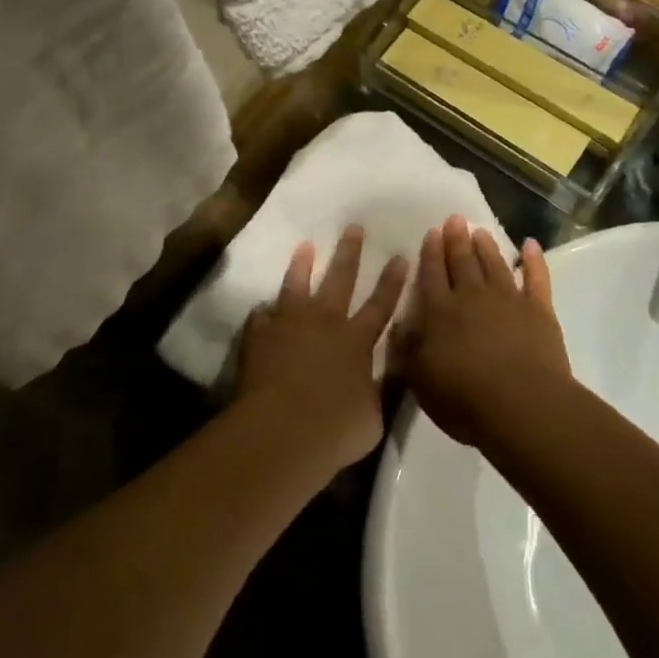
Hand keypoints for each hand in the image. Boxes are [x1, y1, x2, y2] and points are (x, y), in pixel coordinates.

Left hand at [233, 226, 408, 474]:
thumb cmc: (334, 429)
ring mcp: (288, 324)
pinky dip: (264, 314)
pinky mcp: (259, 335)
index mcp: (357, 340)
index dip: (392, 281)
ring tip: (305, 246)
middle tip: (353, 227)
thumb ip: (381, 390)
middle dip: (349, 252)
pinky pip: (261, 317)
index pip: (381, 304)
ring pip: (296, 285)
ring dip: (302, 265)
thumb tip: (390, 374)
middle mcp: (325, 322)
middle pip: (340, 279)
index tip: (400, 255)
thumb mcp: (373, 418)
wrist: (281, 430)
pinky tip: (262, 311)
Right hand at [393, 215, 571, 446]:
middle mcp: (472, 296)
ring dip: (487, 246)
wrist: (522, 405)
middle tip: (455, 219)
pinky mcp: (539, 310)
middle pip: (462, 261)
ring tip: (480, 231)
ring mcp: (508, 299)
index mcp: (440, 311)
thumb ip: (406, 349)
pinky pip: (537, 278)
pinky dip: (534, 260)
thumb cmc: (464, 398)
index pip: (431, 274)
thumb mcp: (419, 380)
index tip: (431, 232)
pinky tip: (531, 245)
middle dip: (456, 240)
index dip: (430, 252)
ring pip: (495, 264)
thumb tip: (397, 324)